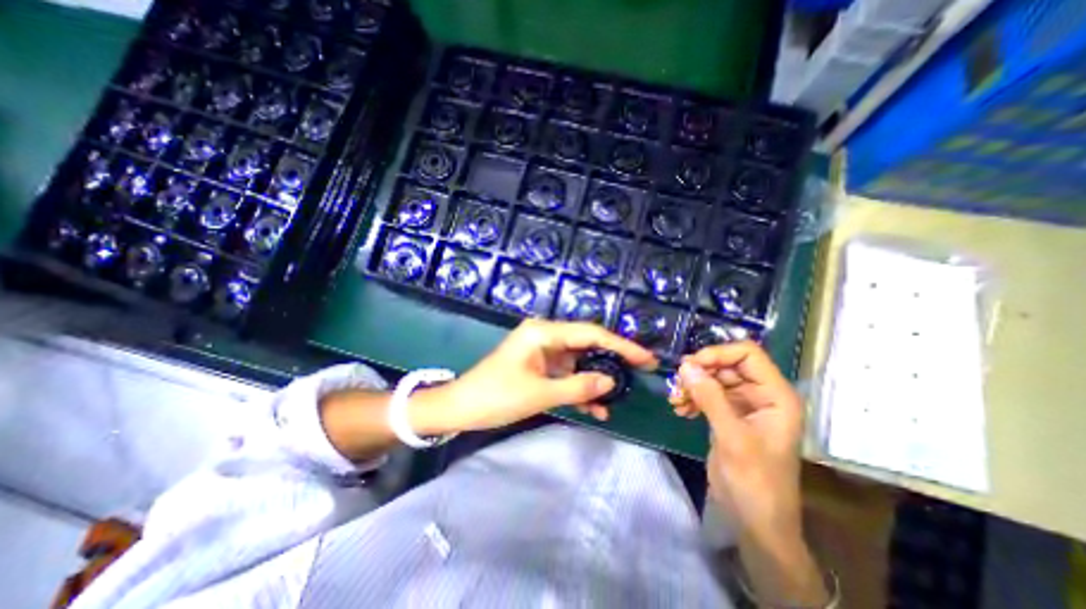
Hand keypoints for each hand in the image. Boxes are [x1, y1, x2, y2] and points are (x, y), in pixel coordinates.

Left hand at [414, 316, 652, 433]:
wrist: (461, 408)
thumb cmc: (496, 396)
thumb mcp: (540, 393)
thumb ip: (578, 387)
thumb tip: (611, 381)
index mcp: (543, 333)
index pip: (590, 333)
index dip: (620, 345)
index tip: (645, 358)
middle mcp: (545, 336)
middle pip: (587, 344)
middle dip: (613, 359)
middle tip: (642, 371)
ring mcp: (542, 351)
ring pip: (579, 361)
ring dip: (595, 380)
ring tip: (618, 397)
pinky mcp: (539, 366)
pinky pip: (566, 374)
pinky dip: (579, 388)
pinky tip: (595, 408)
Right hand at [671, 339, 803, 544]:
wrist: (755, 522)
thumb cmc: (755, 482)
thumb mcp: (732, 438)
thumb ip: (710, 398)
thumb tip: (685, 365)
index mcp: (775, 396)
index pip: (748, 354)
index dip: (719, 353)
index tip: (690, 365)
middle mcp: (761, 395)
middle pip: (726, 365)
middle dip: (700, 372)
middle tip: (676, 383)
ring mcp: (743, 406)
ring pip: (713, 379)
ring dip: (691, 386)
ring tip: (675, 400)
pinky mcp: (727, 416)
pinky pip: (706, 395)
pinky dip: (691, 398)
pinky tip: (680, 410)